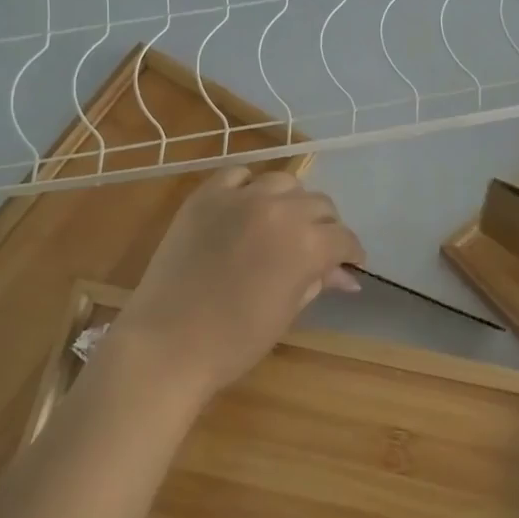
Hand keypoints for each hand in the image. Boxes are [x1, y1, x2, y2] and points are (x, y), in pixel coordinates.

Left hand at [104, 168, 365, 404]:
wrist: (167, 343)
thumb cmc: (235, 341)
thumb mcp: (288, 311)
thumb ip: (318, 281)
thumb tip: (344, 274)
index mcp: (306, 244)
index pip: (343, 238)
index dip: (351, 253)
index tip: (349, 263)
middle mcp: (280, 210)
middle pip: (319, 204)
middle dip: (325, 227)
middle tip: (316, 248)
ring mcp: (240, 198)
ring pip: (284, 182)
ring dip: (291, 202)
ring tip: (283, 223)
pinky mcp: (206, 195)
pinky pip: (238, 175)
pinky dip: (249, 186)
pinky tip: (247, 206)